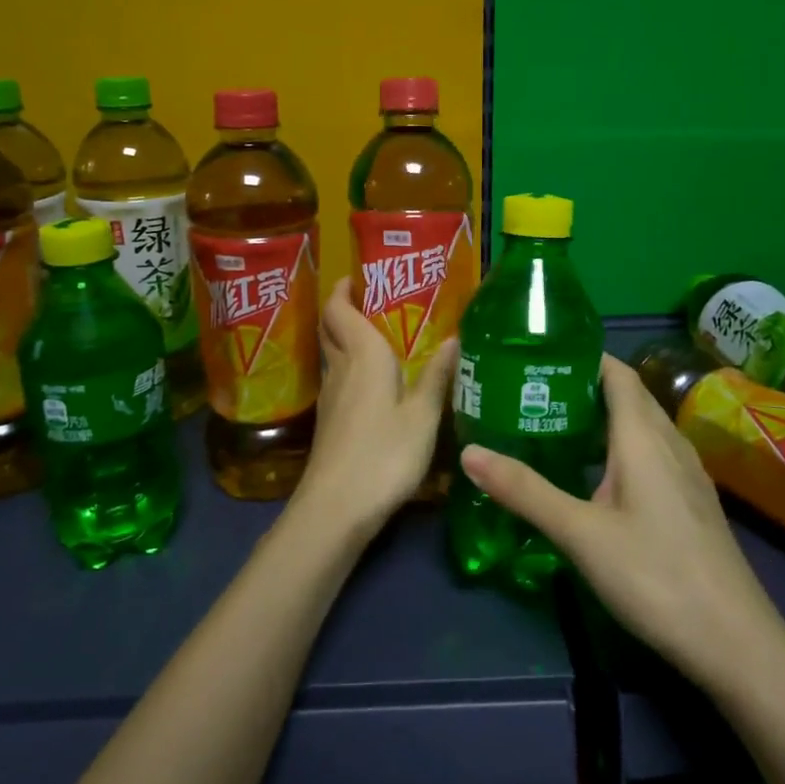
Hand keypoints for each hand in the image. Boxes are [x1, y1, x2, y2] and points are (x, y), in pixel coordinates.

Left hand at [292, 278, 458, 545]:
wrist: (336, 508)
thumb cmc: (384, 454)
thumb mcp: (423, 416)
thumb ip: (437, 376)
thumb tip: (454, 337)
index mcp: (363, 356)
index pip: (340, 309)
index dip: (343, 289)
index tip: (358, 275)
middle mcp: (341, 368)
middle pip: (332, 328)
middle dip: (346, 309)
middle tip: (376, 300)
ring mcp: (331, 396)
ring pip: (334, 354)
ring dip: (348, 338)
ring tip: (383, 336)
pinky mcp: (330, 421)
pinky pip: (339, 378)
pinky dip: (352, 367)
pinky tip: (375, 382)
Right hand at [460, 354, 784, 694]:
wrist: (735, 642)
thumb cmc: (655, 576)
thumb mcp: (580, 534)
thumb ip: (525, 491)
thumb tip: (468, 452)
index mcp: (644, 437)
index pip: (616, 373)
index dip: (582, 356)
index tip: (539, 355)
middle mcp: (669, 443)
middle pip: (628, 395)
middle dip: (584, 384)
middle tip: (533, 390)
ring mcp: (686, 473)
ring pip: (641, 425)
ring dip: (603, 416)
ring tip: (555, 424)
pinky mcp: (691, 500)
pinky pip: (652, 452)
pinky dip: (620, 445)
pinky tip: (597, 474)